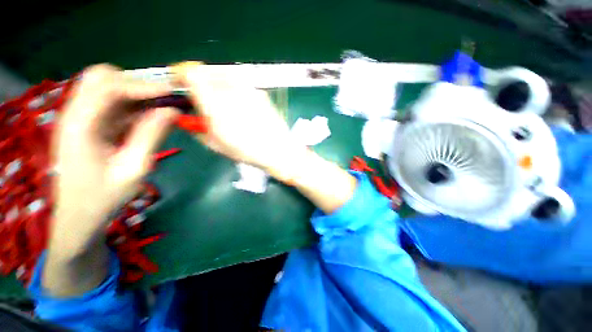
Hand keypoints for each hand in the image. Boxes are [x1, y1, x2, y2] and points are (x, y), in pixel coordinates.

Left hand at [45, 64, 177, 296]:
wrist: (77, 221)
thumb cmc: (102, 202)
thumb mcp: (133, 170)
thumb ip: (150, 136)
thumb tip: (169, 111)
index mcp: (82, 125)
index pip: (111, 85)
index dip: (144, 84)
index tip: (175, 92)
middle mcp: (78, 114)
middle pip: (104, 77)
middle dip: (138, 82)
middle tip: (169, 98)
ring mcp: (83, 119)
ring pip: (109, 89)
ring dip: (139, 94)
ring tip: (166, 108)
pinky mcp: (91, 127)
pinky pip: (115, 105)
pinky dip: (136, 106)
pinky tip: (152, 119)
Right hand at [172, 62, 305, 180]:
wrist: (277, 150)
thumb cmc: (247, 151)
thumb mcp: (216, 144)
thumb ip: (197, 128)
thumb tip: (187, 117)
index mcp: (215, 104)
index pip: (191, 74)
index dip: (183, 76)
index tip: (181, 83)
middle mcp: (231, 92)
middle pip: (208, 70)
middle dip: (200, 79)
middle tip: (202, 93)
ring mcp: (248, 90)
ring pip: (225, 74)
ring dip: (217, 81)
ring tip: (221, 98)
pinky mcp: (260, 93)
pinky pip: (241, 82)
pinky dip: (234, 87)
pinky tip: (239, 103)